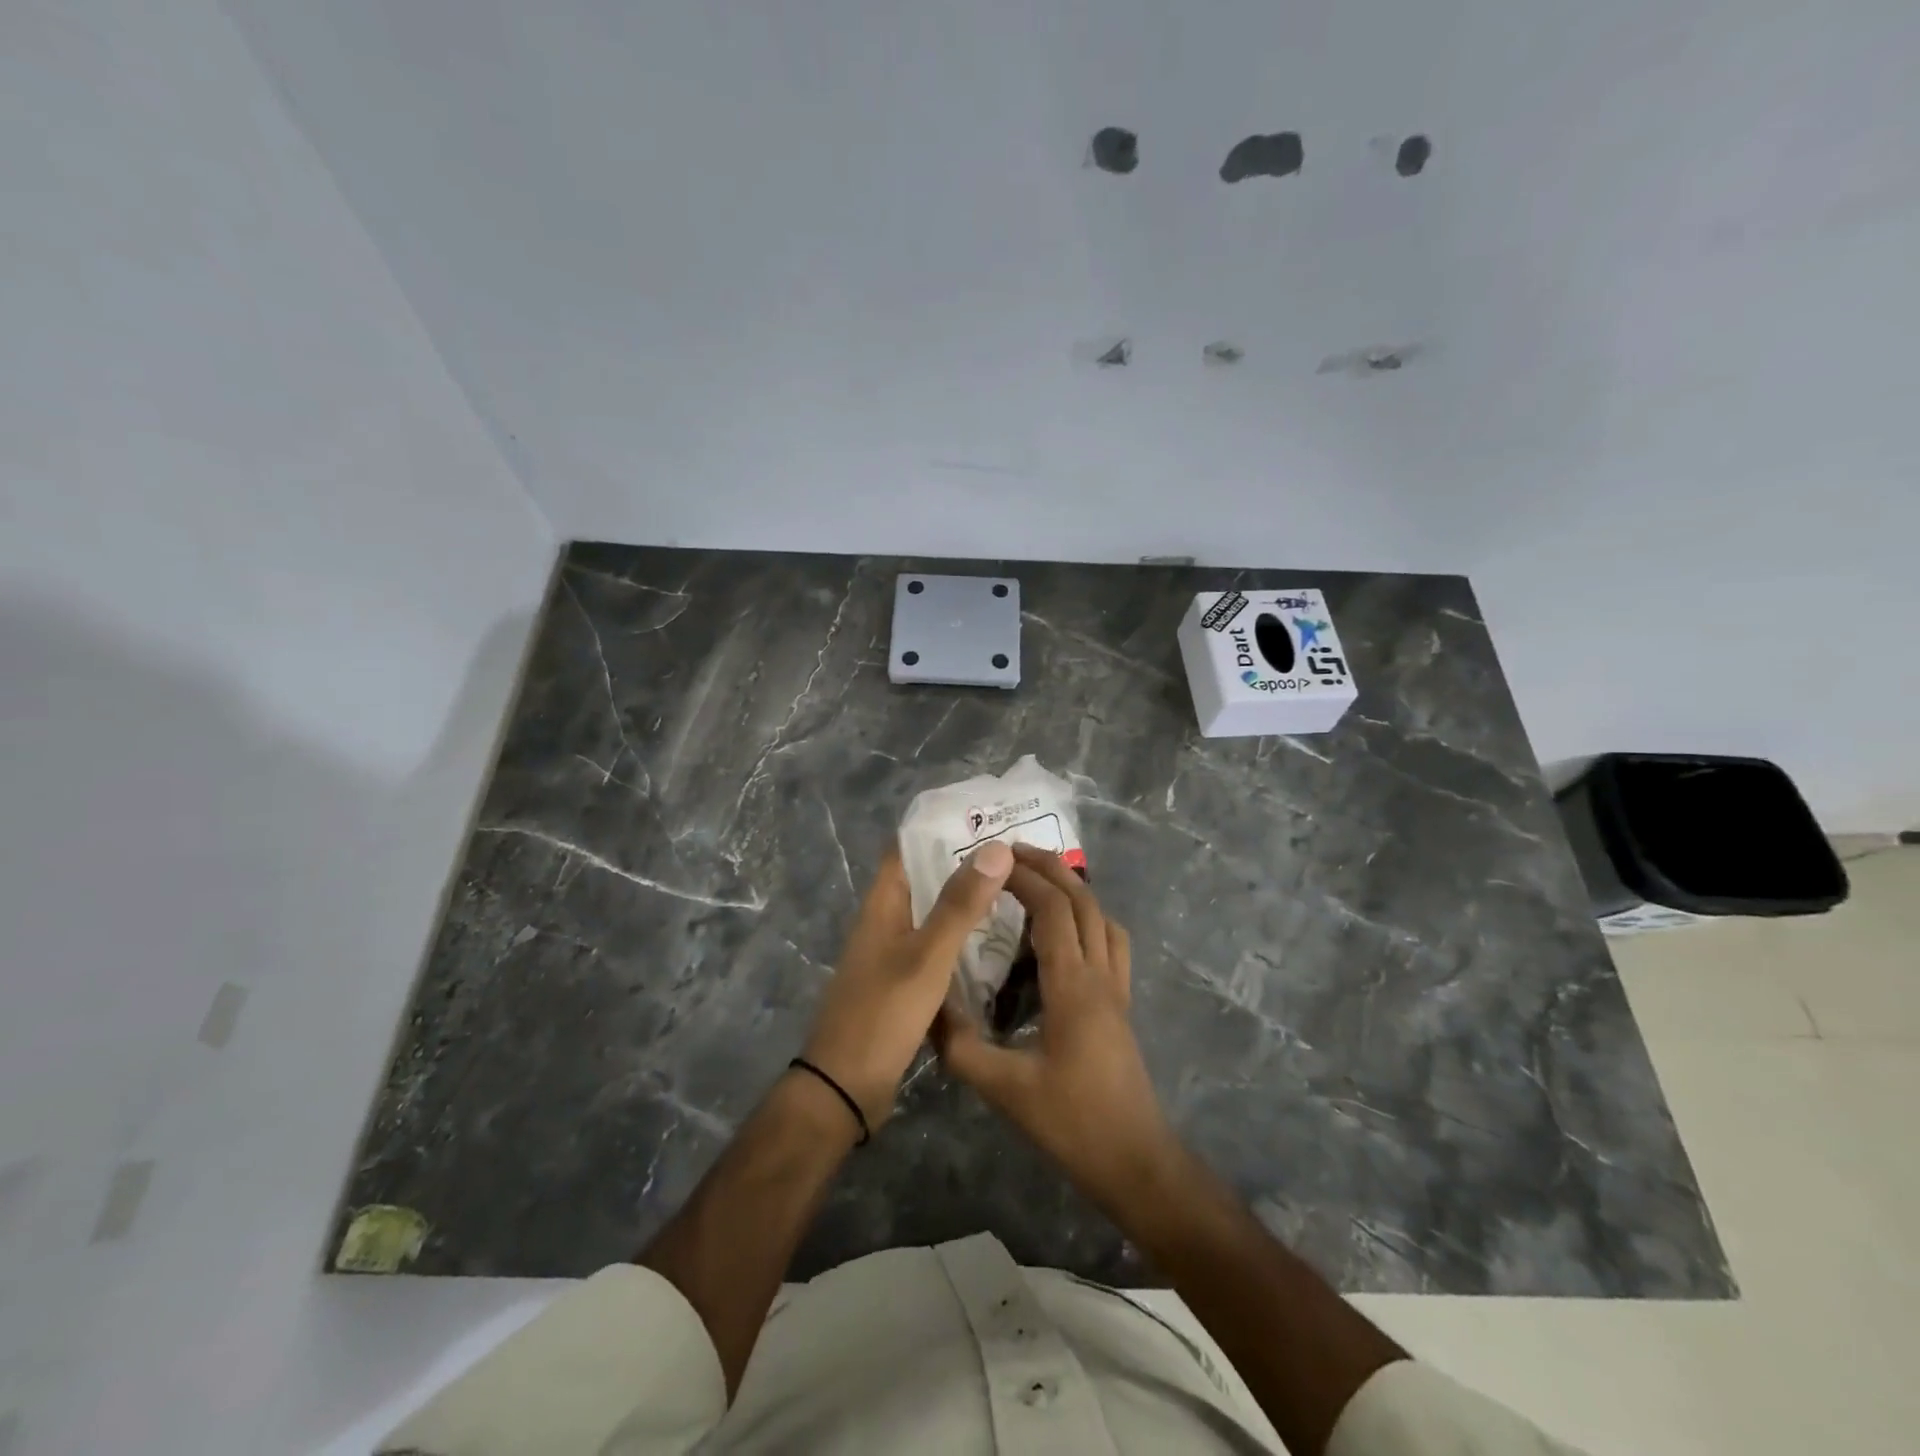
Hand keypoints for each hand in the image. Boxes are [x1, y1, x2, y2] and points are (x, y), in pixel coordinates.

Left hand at [801, 840, 1014, 1130]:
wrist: (846, 1087)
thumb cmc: (883, 1013)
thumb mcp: (927, 956)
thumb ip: (961, 905)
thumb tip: (996, 848)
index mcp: (882, 903)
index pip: (908, 846)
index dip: (942, 827)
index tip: (986, 816)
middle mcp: (886, 920)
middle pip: (925, 877)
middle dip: (965, 862)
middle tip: (1015, 852)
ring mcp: (894, 952)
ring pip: (934, 912)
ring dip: (967, 899)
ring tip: (1016, 887)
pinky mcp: (904, 982)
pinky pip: (938, 945)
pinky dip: (964, 936)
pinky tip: (998, 940)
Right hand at [932, 845, 1178, 1209]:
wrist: (1134, 1160)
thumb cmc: (1071, 1122)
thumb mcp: (1004, 1089)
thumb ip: (960, 1046)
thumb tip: (927, 1007)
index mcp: (1072, 985)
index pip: (1053, 910)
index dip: (1025, 879)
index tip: (993, 861)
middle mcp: (1101, 975)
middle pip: (1083, 901)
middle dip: (1051, 869)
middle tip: (1015, 851)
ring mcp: (1118, 988)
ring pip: (1103, 918)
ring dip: (1074, 889)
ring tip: (1040, 880)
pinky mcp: (1122, 1004)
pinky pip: (1112, 943)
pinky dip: (1090, 919)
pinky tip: (1067, 932)